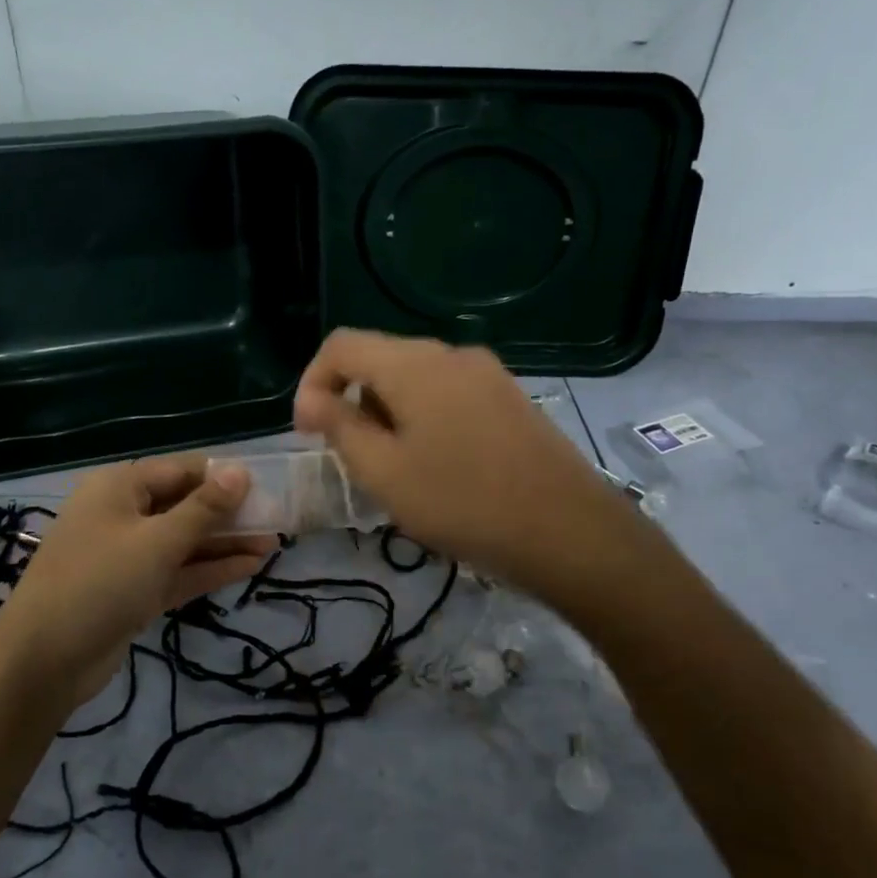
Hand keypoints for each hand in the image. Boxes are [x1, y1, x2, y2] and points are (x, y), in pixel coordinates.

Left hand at [0, 458, 273, 711]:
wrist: (43, 662)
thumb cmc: (99, 583)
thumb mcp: (157, 541)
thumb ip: (204, 508)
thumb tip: (241, 471)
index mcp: (119, 487)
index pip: (181, 470)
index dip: (223, 476)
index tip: (266, 485)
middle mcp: (123, 514)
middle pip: (185, 504)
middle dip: (229, 513)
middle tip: (277, 518)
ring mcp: (128, 555)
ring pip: (185, 540)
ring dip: (225, 542)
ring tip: (274, 543)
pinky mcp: (135, 590)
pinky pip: (179, 571)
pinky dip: (210, 568)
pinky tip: (251, 566)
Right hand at [293, 329, 629, 593]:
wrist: (569, 531)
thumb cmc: (462, 502)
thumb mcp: (384, 472)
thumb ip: (340, 427)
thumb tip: (313, 400)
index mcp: (414, 364)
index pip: (341, 346)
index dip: (312, 382)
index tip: (308, 433)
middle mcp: (451, 354)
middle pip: (380, 359)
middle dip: (352, 401)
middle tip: (351, 457)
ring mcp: (488, 373)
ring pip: (416, 378)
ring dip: (388, 412)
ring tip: (394, 467)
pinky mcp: (511, 397)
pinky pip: (449, 393)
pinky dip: (424, 417)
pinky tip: (438, 464)